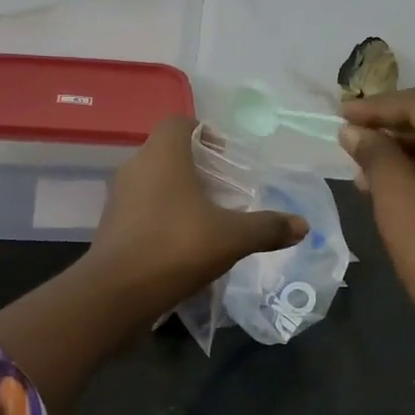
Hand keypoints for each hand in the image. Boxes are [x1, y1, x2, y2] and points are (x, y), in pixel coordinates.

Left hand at [89, 117, 307, 311]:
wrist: (117, 293)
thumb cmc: (176, 247)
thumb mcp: (232, 237)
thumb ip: (268, 227)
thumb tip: (303, 225)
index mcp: (163, 155)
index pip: (179, 122)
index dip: (203, 131)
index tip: (225, 153)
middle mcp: (136, 166)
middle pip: (167, 151)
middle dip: (196, 164)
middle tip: (223, 186)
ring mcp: (119, 196)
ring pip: (153, 179)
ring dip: (178, 190)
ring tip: (206, 214)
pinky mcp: (111, 224)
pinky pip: (142, 206)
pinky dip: (162, 213)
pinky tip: (182, 239)